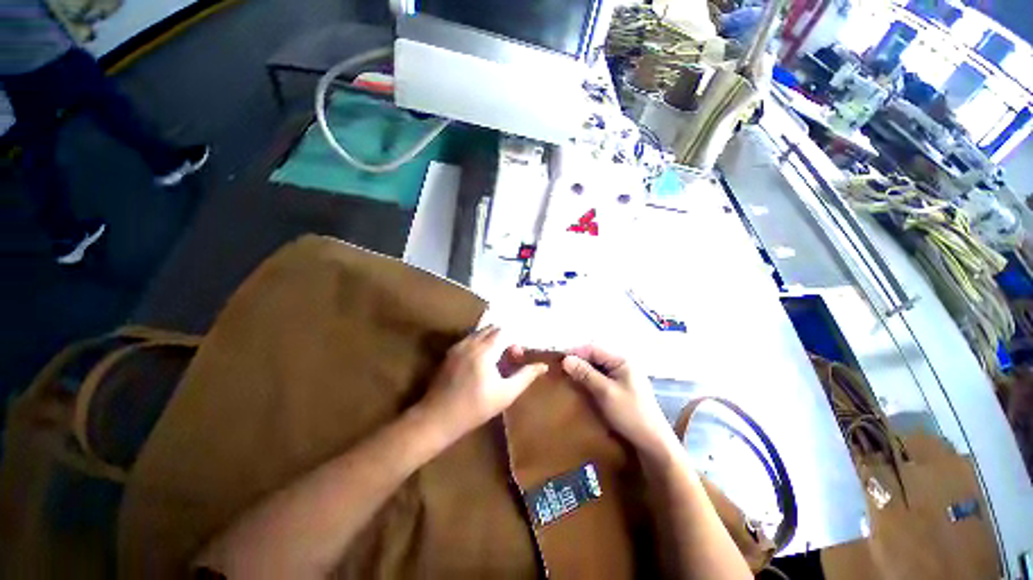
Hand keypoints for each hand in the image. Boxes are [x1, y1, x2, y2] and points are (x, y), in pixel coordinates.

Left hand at [420, 326, 548, 439]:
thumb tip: (543, 365)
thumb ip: (525, 376)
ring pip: (480, 332)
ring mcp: (458, 346)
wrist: (438, 417)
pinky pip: (469, 339)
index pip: (504, 331)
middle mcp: (470, 342)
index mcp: (485, 350)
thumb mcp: (506, 394)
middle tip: (508, 357)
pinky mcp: (450, 353)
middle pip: (492, 328)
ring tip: (496, 359)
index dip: (514, 342)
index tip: (517, 357)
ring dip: (491, 339)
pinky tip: (481, 361)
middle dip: (504, 337)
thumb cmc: (475, 408)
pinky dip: (480, 342)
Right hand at [562, 346, 677, 463]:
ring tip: (567, 375)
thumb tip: (565, 359)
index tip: (559, 360)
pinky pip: (601, 376)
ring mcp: (622, 375)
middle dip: (578, 360)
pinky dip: (589, 378)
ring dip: (582, 369)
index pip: (594, 348)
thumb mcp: (605, 392)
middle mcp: (622, 364)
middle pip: (595, 355)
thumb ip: (585, 374)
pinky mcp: (620, 387)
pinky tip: (580, 384)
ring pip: (597, 366)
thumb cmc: (630, 414)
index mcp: (622, 360)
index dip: (576, 352)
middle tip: (561, 368)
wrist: (652, 442)